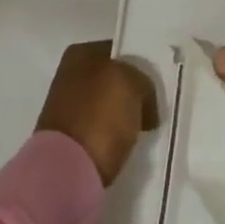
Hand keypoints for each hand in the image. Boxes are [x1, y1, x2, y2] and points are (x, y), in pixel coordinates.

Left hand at [36, 40, 158, 185]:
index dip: (140, 64)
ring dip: (124, 117)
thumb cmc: (100, 115)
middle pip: (113, 79)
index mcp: (79, 53)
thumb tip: (144, 102)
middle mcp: (69, 75)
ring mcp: (66, 109)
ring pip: (107, 106)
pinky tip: (127, 145)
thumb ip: (143, 82)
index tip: (158, 82)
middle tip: (155, 106)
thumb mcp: (133, 83)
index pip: (119, 51)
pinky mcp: (69, 141)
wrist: (66, 172)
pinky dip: (114, 138)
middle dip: (132, 93)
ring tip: (145, 129)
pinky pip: (101, 131)